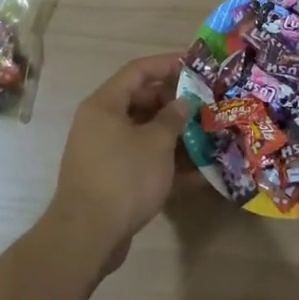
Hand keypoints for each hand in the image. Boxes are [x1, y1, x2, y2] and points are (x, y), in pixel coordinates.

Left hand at [44, 53, 188, 270]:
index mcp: (105, 105)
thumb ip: (173, 118)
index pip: (138, 71)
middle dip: (175, 103)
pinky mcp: (113, 180)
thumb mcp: (156, 143)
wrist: (88, 236)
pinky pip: (144, 162)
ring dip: (176, 135)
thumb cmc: (123, 176)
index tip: (195, 64)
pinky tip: (200, 174)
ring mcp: (106, 153)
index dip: (167, 64)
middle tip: (207, 104)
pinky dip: (168, 165)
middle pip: (142, 101)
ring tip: (209, 135)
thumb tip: (183, 103)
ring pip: (145, 134)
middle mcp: (101, 124)